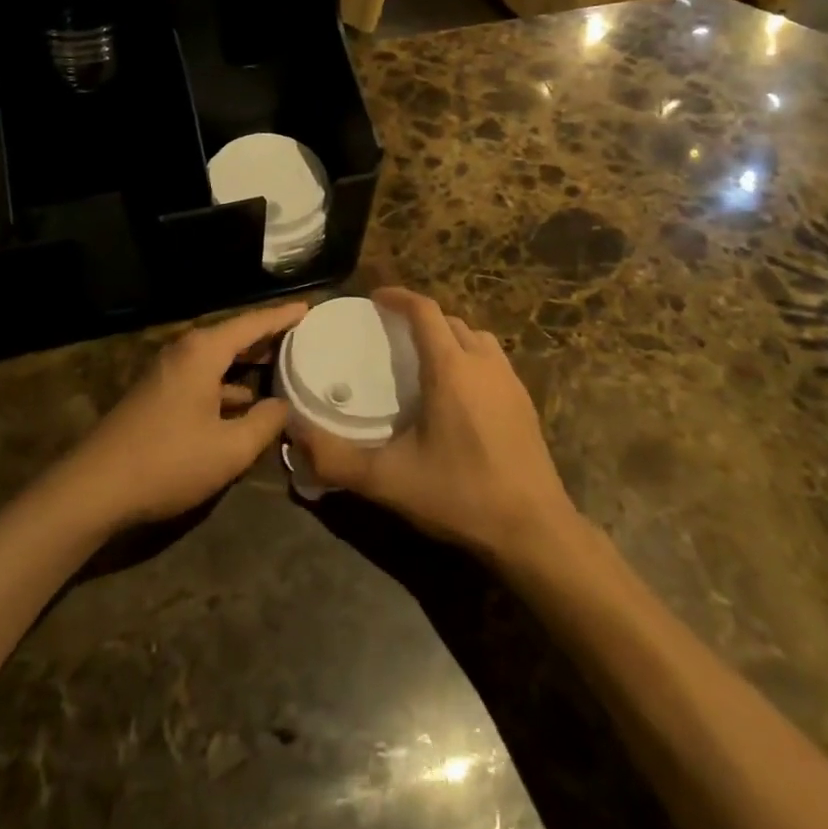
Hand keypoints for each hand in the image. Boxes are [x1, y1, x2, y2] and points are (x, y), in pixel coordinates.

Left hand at [60, 302, 304, 528]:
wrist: (95, 488)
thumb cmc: (168, 461)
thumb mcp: (229, 449)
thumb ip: (264, 423)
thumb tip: (283, 406)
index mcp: (203, 352)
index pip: (252, 323)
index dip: (283, 316)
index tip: (310, 307)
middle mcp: (185, 352)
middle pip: (234, 335)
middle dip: (268, 335)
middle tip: (304, 334)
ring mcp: (168, 373)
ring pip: (218, 357)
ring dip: (248, 360)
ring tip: (282, 363)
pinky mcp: (159, 394)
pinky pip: (204, 376)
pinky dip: (228, 382)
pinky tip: (245, 401)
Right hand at [293, 288, 577, 560]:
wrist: (534, 531)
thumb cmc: (459, 495)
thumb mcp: (388, 480)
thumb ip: (335, 457)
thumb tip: (292, 433)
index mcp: (450, 368)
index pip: (424, 310)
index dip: (398, 297)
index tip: (374, 298)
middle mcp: (483, 363)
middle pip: (450, 320)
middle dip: (420, 317)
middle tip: (391, 333)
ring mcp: (510, 381)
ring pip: (476, 337)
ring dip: (449, 335)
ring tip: (425, 357)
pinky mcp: (525, 402)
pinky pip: (493, 359)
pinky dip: (470, 357)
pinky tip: (458, 393)